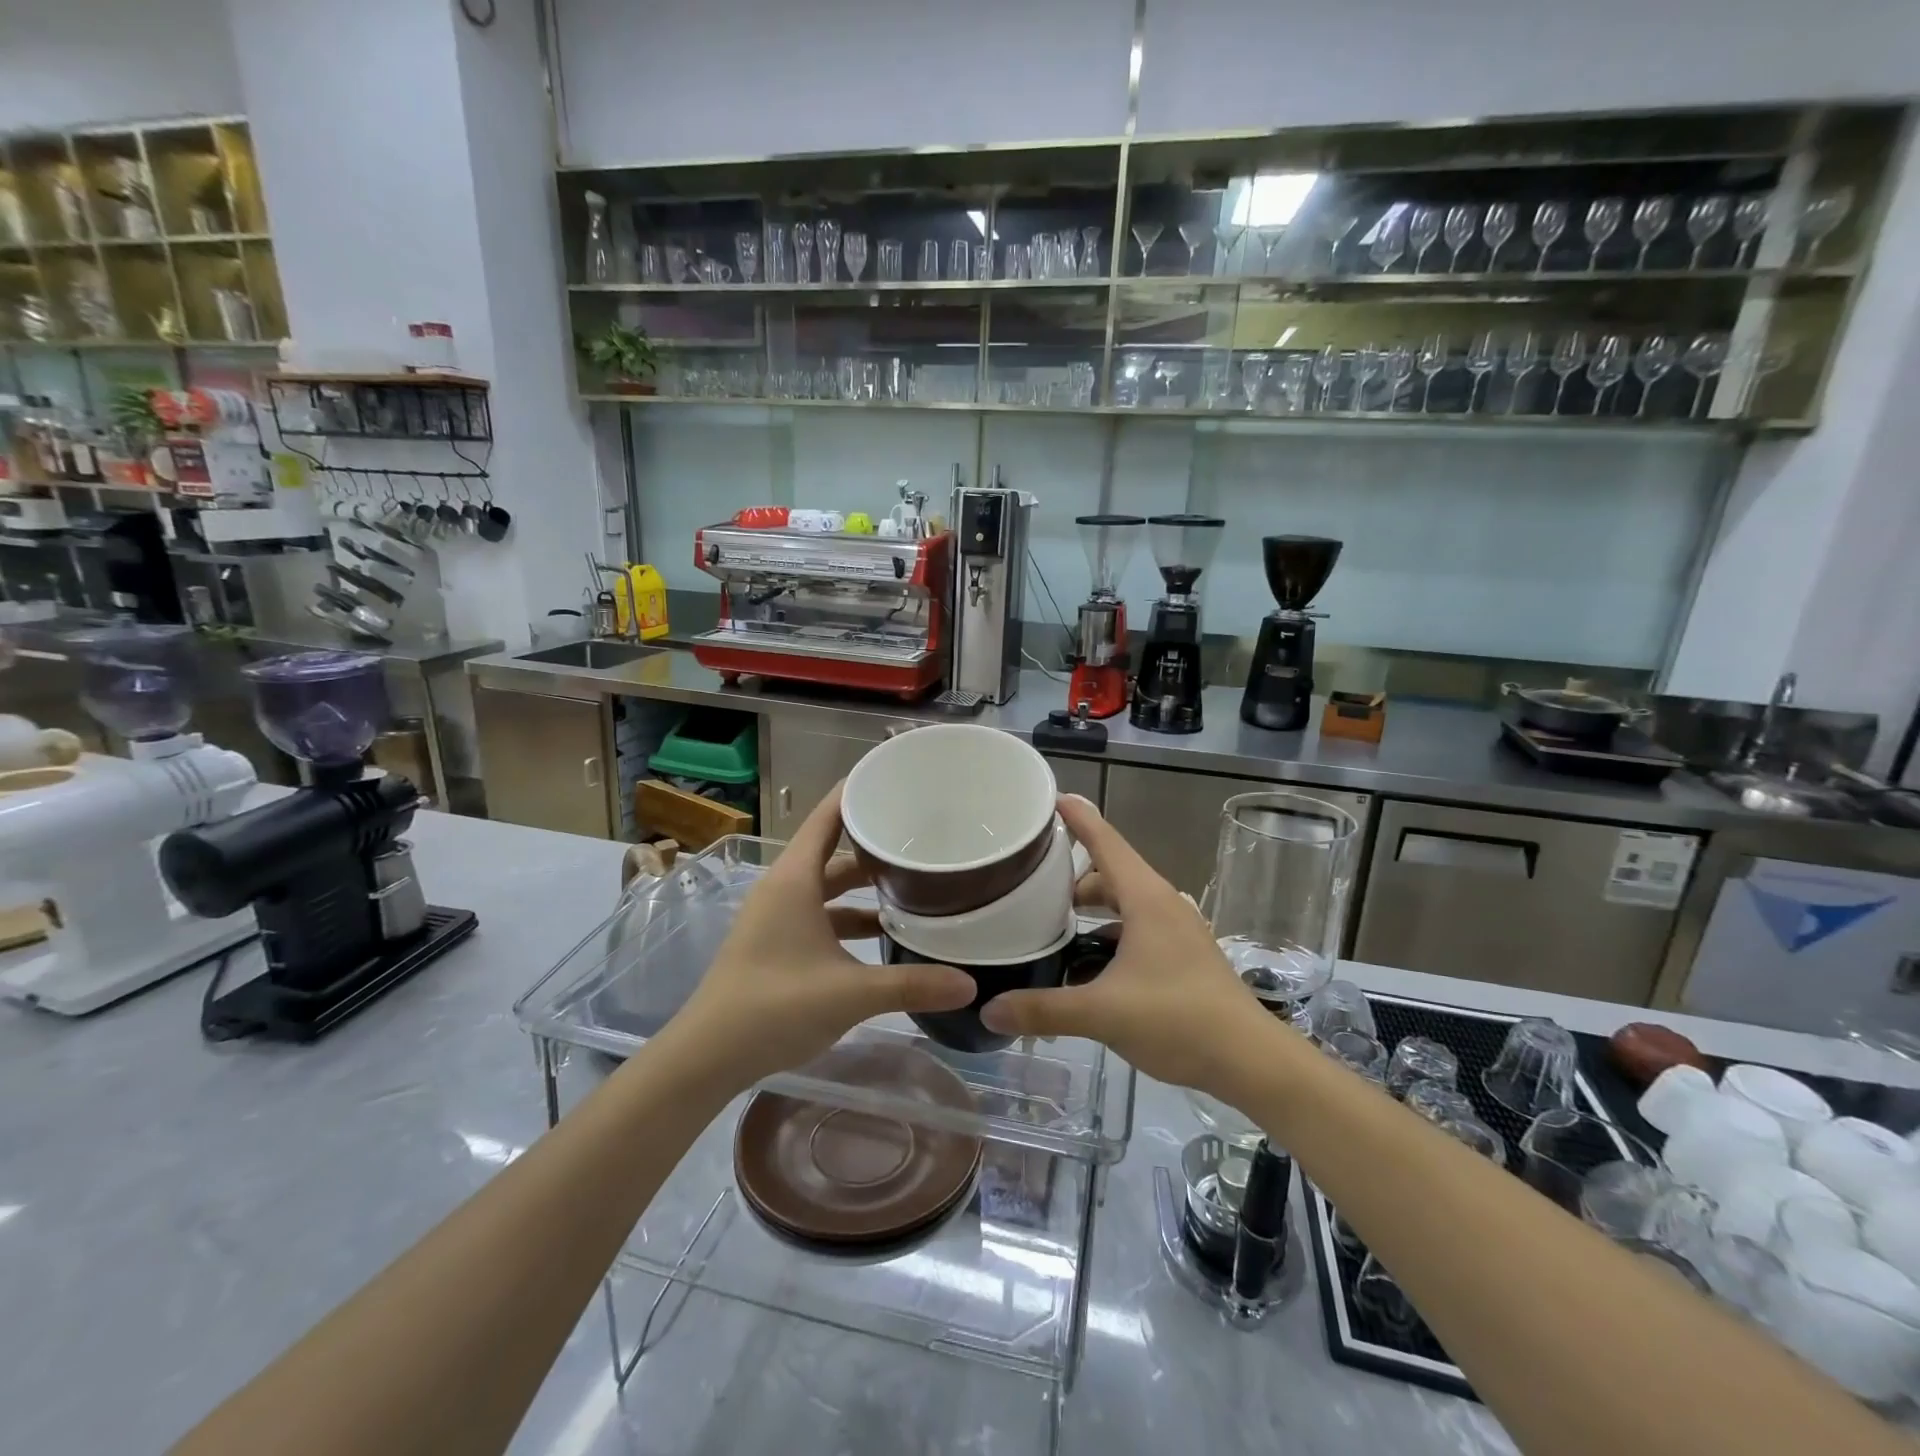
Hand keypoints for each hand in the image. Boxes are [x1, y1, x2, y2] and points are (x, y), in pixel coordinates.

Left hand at [666, 783, 974, 1089]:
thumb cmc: (775, 1006)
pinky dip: (850, 915)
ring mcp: (778, 916)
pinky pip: (821, 913)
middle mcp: (785, 887)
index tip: (896, 776)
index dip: (858, 791)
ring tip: (913, 882)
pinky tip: (883, 932)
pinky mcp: (777, 942)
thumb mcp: (850, 993)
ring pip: (828, 885)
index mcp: (795, 878)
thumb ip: (911, 984)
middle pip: (834, 850)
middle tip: (922, 834)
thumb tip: (969, 984)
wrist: (707, 1056)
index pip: (828, 815)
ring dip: (865, 885)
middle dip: (874, 843)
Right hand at [980, 794, 1267, 1099]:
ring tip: (1049, 924)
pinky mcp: (1179, 954)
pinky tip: (1083, 965)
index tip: (1049, 797)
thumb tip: (989, 1010)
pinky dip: (1105, 934)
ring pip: (1122, 903)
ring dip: (1088, 908)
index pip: (1105, 842)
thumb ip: (1043, 1010)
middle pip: (1108, 873)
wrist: (1250, 1060)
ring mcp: (1174, 930)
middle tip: (1028, 882)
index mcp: (1145, 898)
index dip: (1077, 818)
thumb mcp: (1103, 1013)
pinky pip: (1133, 927)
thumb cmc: (1178, 1019)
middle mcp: (1161, 904)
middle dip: (1069, 876)